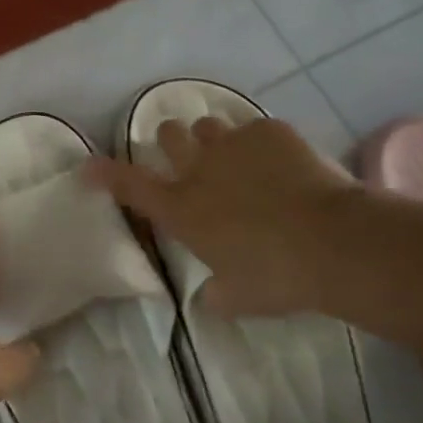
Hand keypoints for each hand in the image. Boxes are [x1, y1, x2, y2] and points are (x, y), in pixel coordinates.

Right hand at [86, 115, 358, 317]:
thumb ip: (216, 294)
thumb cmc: (277, 276)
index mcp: (182, 209)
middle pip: (169, 135)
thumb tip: (208, 297)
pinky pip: (256, 128)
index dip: (105, 173)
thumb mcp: (239, 298)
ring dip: (213, 139)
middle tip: (187, 157)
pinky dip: (261, 143)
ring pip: (208, 125)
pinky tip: (281, 162)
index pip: (129, 185)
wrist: (333, 242)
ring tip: (234, 156)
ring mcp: (234, 143)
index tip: (89, 166)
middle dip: (171, 141)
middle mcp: (199, 168)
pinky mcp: (270, 131)